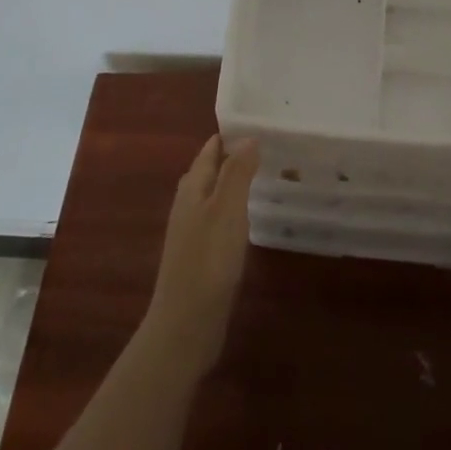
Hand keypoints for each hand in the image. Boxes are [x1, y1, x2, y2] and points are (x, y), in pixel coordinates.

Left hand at [142, 135, 259, 378]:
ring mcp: (191, 233)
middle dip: (232, 157)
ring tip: (262, 176)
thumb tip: (248, 137)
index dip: (230, 136)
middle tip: (265, 146)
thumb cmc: (208, 261)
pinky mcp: (199, 257)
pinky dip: (233, 210)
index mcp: (192, 189)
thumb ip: (237, 172)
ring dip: (233, 184)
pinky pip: (217, 220)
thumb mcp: (227, 210)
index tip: (257, 122)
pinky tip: (248, 219)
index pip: (209, 151)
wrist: (185, 326)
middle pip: (209, 171)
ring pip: (212, 196)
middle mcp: (188, 206)